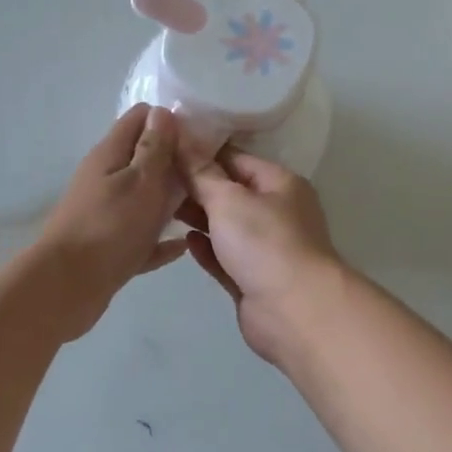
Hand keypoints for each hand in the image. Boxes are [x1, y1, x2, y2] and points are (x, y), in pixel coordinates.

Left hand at [30, 104, 186, 339]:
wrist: (67, 287)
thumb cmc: (110, 227)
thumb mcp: (141, 180)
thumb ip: (154, 147)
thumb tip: (162, 112)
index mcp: (110, 155)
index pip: (140, 118)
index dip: (170, 120)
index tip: (200, 136)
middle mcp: (105, 178)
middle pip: (143, 158)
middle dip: (175, 161)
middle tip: (209, 174)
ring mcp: (104, 213)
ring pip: (143, 198)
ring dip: (169, 200)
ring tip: (204, 207)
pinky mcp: (107, 246)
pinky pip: (139, 236)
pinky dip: (158, 239)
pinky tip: (181, 246)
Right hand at [180, 147, 345, 364]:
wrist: (295, 312)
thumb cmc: (265, 243)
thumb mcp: (228, 199)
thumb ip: (201, 173)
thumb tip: (182, 139)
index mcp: (280, 184)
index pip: (237, 158)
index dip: (203, 152)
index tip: (167, 148)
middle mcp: (276, 212)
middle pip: (231, 192)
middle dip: (197, 186)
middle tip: (157, 178)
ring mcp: (266, 249)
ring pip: (226, 226)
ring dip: (199, 217)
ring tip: (161, 206)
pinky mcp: (253, 280)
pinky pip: (225, 257)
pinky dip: (206, 248)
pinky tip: (185, 240)